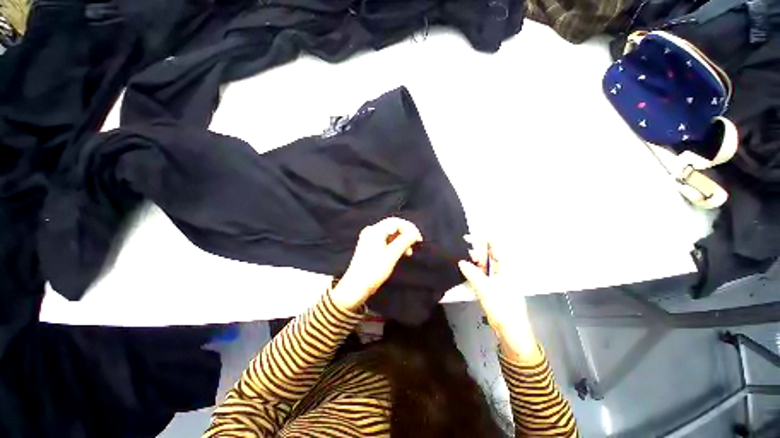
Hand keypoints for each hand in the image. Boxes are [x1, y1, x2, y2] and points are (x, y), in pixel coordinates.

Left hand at [331, 217, 422, 310]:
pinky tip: (400, 253)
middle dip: (406, 234)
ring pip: (390, 233)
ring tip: (409, 252)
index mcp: (375, 230)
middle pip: (393, 226)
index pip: (396, 222)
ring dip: (401, 240)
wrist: (356, 286)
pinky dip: (394, 244)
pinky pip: (385, 239)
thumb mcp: (392, 255)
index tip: (419, 239)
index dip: (410, 228)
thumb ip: (404, 241)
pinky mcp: (369, 245)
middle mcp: (371, 230)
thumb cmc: (374, 270)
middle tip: (415, 244)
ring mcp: (369, 238)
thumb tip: (414, 233)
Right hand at [458, 236, 540, 362]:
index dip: (483, 239)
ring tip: (460, 258)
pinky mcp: (491, 287)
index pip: (495, 246)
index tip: (467, 238)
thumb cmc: (502, 308)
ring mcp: (497, 279)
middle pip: (488, 254)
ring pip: (483, 264)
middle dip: (475, 249)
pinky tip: (464, 269)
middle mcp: (502, 270)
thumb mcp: (486, 289)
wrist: (511, 331)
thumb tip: (461, 261)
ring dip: (473, 260)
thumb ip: (472, 273)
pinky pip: (481, 273)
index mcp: (506, 267)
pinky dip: (473, 270)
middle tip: (461, 249)